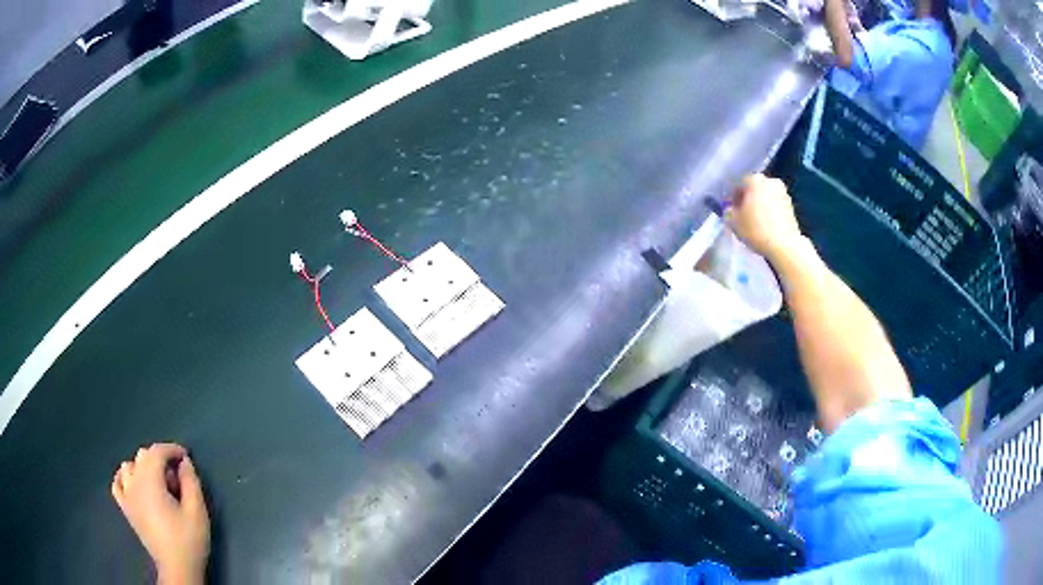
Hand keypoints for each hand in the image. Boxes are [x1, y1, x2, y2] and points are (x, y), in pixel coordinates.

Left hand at [112, 443, 209, 584]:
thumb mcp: (197, 512)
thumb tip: (184, 463)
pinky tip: (134, 483)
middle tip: (177, 476)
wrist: (177, 568)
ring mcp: (126, 495)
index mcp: (150, 481)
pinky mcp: (125, 507)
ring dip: (144, 467)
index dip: (171, 449)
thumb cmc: (188, 540)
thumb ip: (191, 482)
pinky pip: (117, 483)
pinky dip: (124, 477)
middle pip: (143, 456)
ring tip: (158, 482)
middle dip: (160, 459)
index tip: (185, 456)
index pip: (157, 452)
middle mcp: (134, 482)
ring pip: (129, 466)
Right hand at [727, 174, 803, 261]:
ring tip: (755, 222)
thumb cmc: (756, 229)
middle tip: (743, 216)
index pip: (739, 185)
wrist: (784, 245)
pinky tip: (766, 225)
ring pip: (766, 197)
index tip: (732, 211)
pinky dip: (770, 212)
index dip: (734, 199)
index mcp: (754, 180)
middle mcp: (770, 181)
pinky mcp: (791, 205)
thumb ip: (729, 212)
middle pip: (754, 189)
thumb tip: (731, 210)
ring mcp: (783, 192)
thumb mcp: (734, 222)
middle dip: (749, 200)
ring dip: (760, 206)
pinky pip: (775, 205)